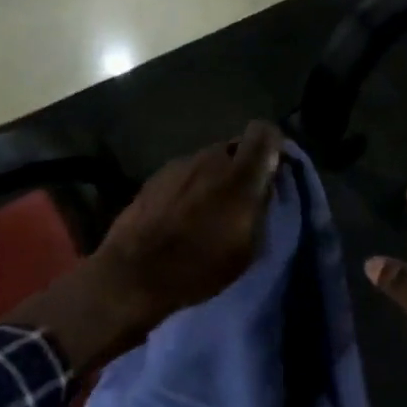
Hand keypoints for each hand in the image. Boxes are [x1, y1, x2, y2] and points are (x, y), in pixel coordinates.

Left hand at [10, 122, 286, 372]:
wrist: (133, 275)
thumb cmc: (199, 266)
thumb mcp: (247, 247)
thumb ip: (260, 205)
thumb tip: (265, 184)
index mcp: (239, 172)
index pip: (265, 131)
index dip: (273, 145)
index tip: (273, 167)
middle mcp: (210, 157)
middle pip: (235, 146)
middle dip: (242, 165)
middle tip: (242, 196)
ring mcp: (179, 164)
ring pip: (209, 160)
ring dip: (215, 177)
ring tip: (209, 209)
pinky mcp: (155, 176)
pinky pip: (185, 173)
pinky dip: (191, 186)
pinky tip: (182, 214)